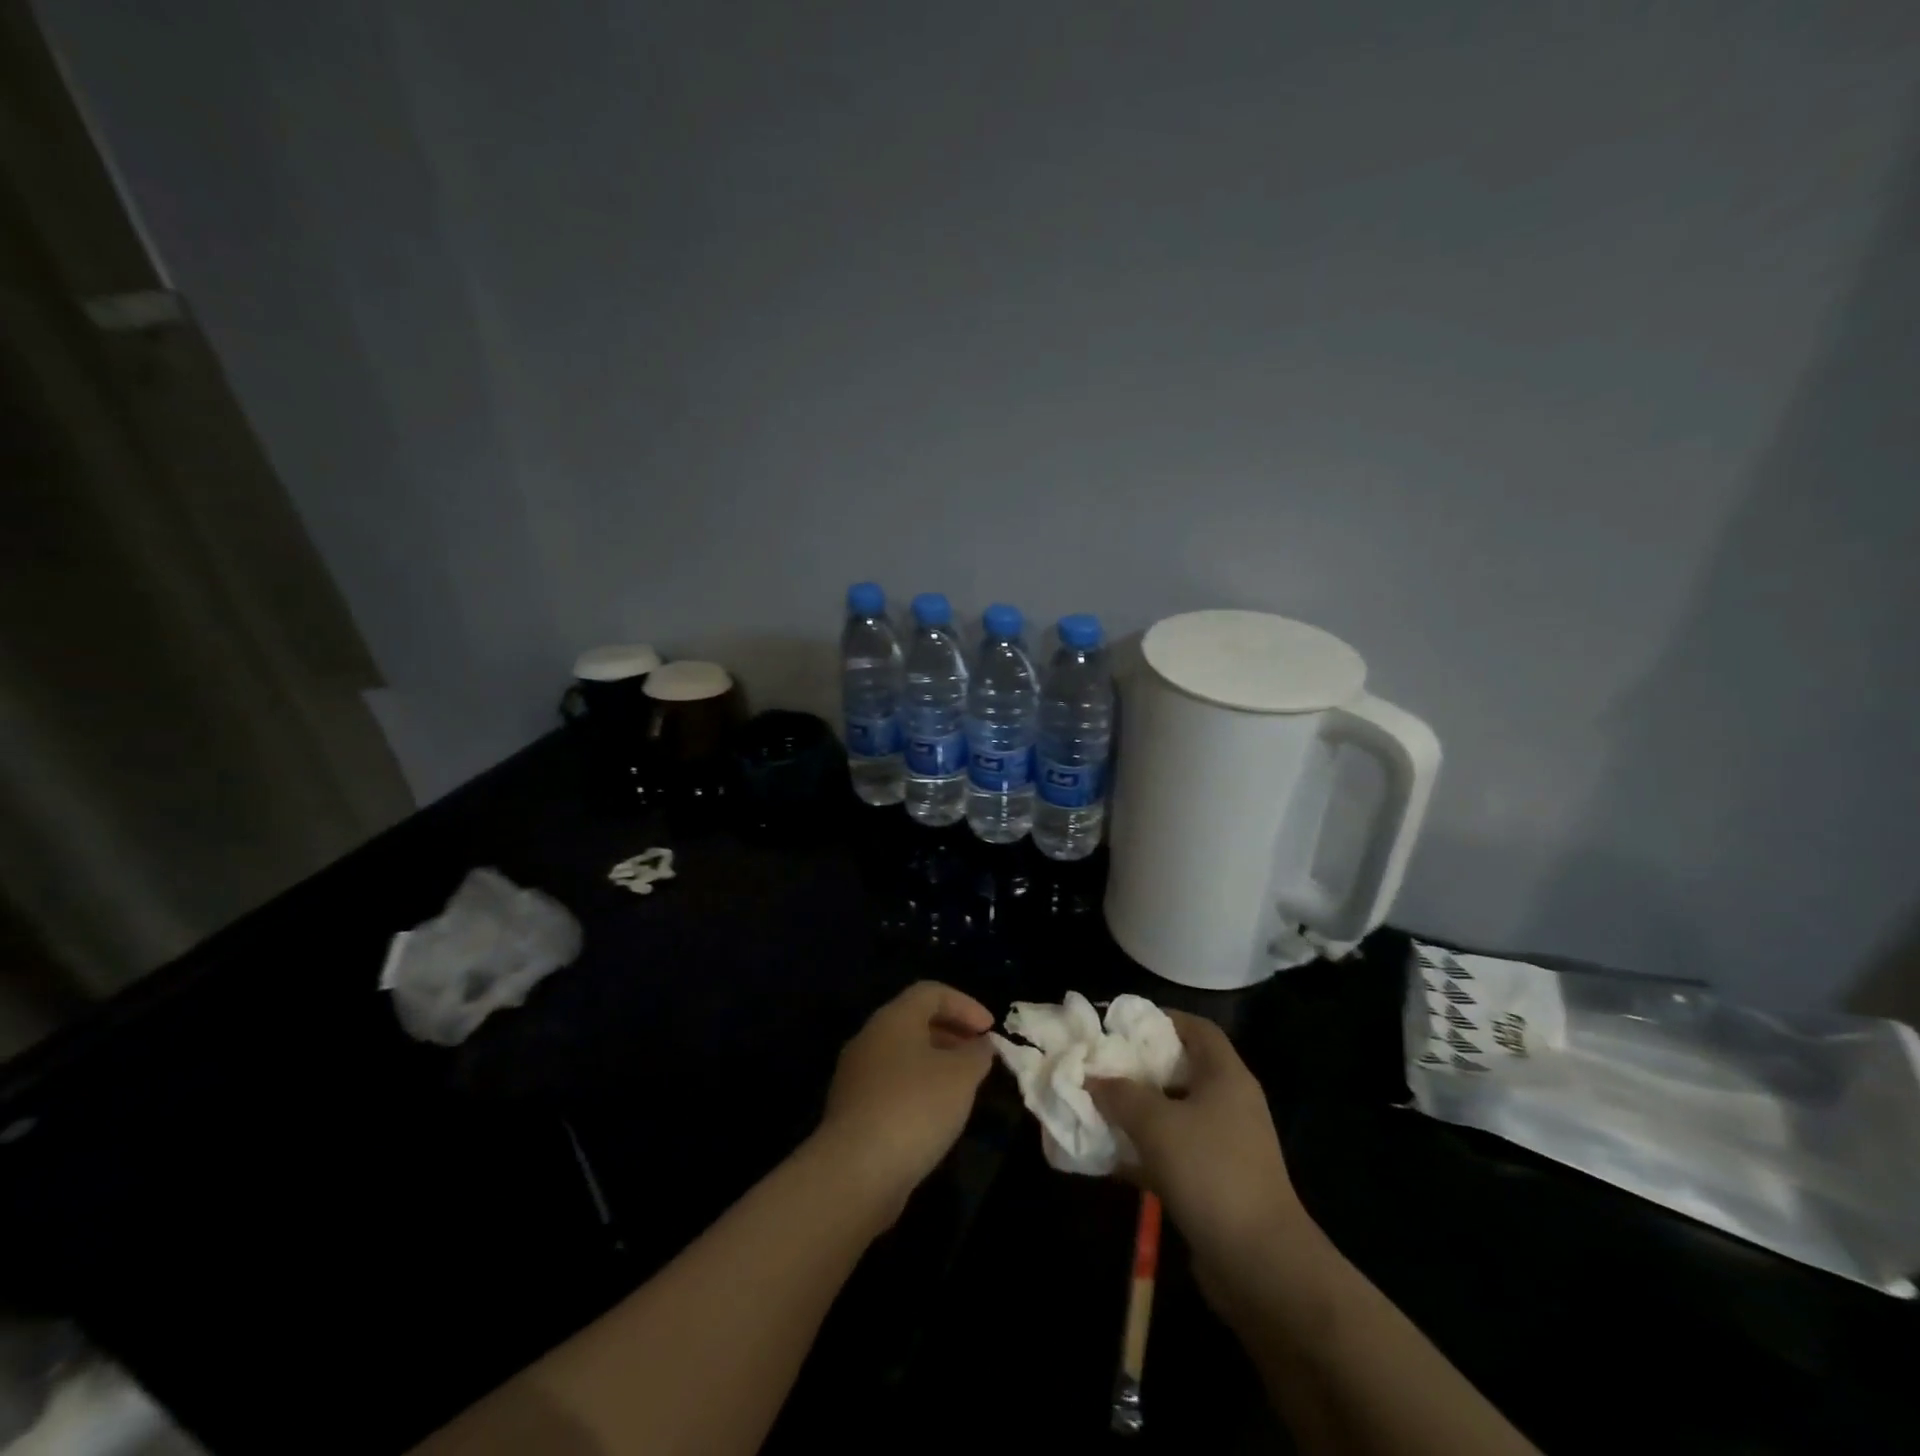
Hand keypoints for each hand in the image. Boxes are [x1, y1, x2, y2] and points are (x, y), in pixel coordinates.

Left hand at [814, 981, 995, 1211]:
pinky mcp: (853, 1110)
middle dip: (952, 1033)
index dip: (965, 1005)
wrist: (855, 1171)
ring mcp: (857, 1075)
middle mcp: (870, 1038)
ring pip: (903, 1055)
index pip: (931, 992)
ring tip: (964, 1087)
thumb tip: (980, 1046)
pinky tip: (936, 1116)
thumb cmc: (914, 1107)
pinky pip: (892, 1085)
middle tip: (980, 1056)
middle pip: (914, 1021)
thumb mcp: (961, 1076)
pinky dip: (918, 1088)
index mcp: (893, 1018)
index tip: (991, 1031)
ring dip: (936, 1063)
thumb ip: (977, 1054)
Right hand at [1088, 1012, 1307, 1283]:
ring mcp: (1225, 1146)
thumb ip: (1121, 1095)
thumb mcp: (1157, 1125)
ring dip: (1137, 1113)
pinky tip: (1109, 1159)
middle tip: (1101, 1066)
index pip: (1197, 1029)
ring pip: (1174, 1115)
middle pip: (1182, 1070)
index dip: (1162, 1019)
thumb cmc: (1211, 1173)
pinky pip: (1173, 1154)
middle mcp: (1229, 1104)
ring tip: (1096, 1108)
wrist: (1262, 1265)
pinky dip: (1144, 1152)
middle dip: (1140, 1068)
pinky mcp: (1216, 1184)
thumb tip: (1093, 1079)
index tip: (1122, 1024)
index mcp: (1226, 1077)